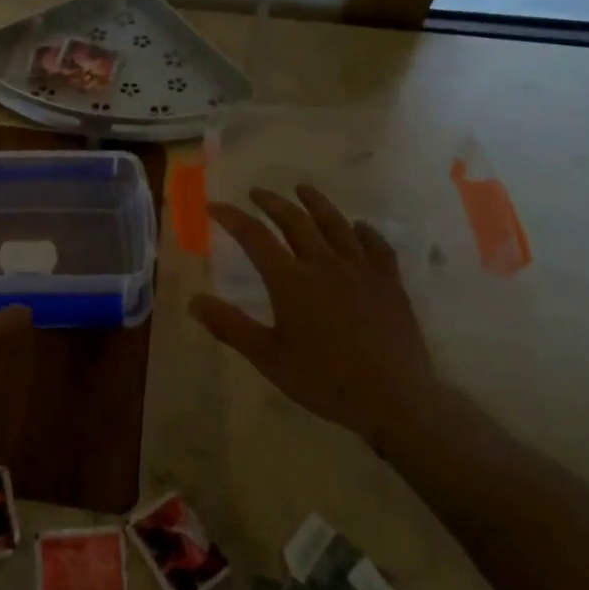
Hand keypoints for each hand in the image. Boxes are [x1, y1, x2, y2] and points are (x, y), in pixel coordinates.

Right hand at [190, 184, 434, 443]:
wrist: (394, 399)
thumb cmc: (324, 380)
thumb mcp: (268, 357)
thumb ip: (230, 326)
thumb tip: (194, 300)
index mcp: (291, 281)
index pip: (254, 237)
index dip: (232, 217)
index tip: (214, 205)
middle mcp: (325, 265)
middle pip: (295, 221)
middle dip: (272, 202)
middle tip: (257, 192)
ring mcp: (361, 271)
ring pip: (336, 225)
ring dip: (316, 203)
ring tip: (303, 189)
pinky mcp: (390, 284)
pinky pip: (377, 247)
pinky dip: (365, 232)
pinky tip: (359, 227)